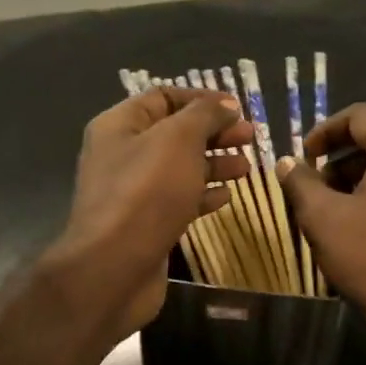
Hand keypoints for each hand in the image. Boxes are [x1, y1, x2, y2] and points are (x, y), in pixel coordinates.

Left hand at [52, 87, 252, 338]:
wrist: (114, 267)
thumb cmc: (146, 192)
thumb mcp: (178, 139)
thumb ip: (205, 115)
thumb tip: (227, 105)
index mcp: (120, 125)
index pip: (163, 97)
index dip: (202, 99)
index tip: (238, 108)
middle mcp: (122, 154)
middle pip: (175, 133)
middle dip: (214, 132)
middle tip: (250, 137)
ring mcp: (133, 191)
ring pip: (180, 167)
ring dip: (214, 163)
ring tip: (246, 168)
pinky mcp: (146, 223)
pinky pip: (178, 200)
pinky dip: (203, 195)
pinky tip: (226, 197)